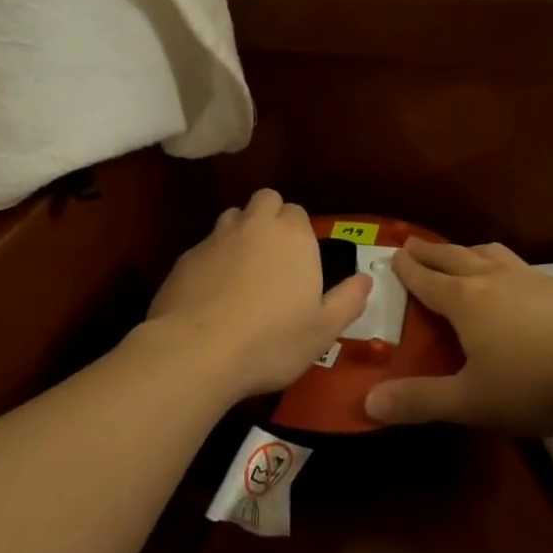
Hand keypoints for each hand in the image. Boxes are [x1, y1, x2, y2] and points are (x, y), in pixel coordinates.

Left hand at [144, 190, 371, 401]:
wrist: (197, 351)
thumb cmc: (271, 340)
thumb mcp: (323, 330)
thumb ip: (348, 300)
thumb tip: (366, 279)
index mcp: (292, 235)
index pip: (298, 212)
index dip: (299, 233)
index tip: (300, 262)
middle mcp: (254, 225)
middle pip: (265, 200)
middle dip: (270, 217)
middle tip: (274, 256)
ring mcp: (216, 238)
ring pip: (233, 218)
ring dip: (241, 233)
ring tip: (243, 271)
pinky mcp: (186, 257)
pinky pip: (205, 247)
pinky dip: (212, 261)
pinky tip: (212, 294)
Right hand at [365, 237, 552, 434]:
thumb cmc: (533, 383)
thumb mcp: (471, 401)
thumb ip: (421, 401)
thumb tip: (368, 403)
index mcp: (465, 301)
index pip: (428, 280)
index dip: (408, 269)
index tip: (394, 254)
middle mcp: (493, 280)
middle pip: (455, 258)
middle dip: (431, 252)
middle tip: (414, 244)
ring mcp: (531, 279)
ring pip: (491, 255)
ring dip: (469, 252)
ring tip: (463, 254)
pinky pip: (521, 267)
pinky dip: (504, 266)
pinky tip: (516, 283)